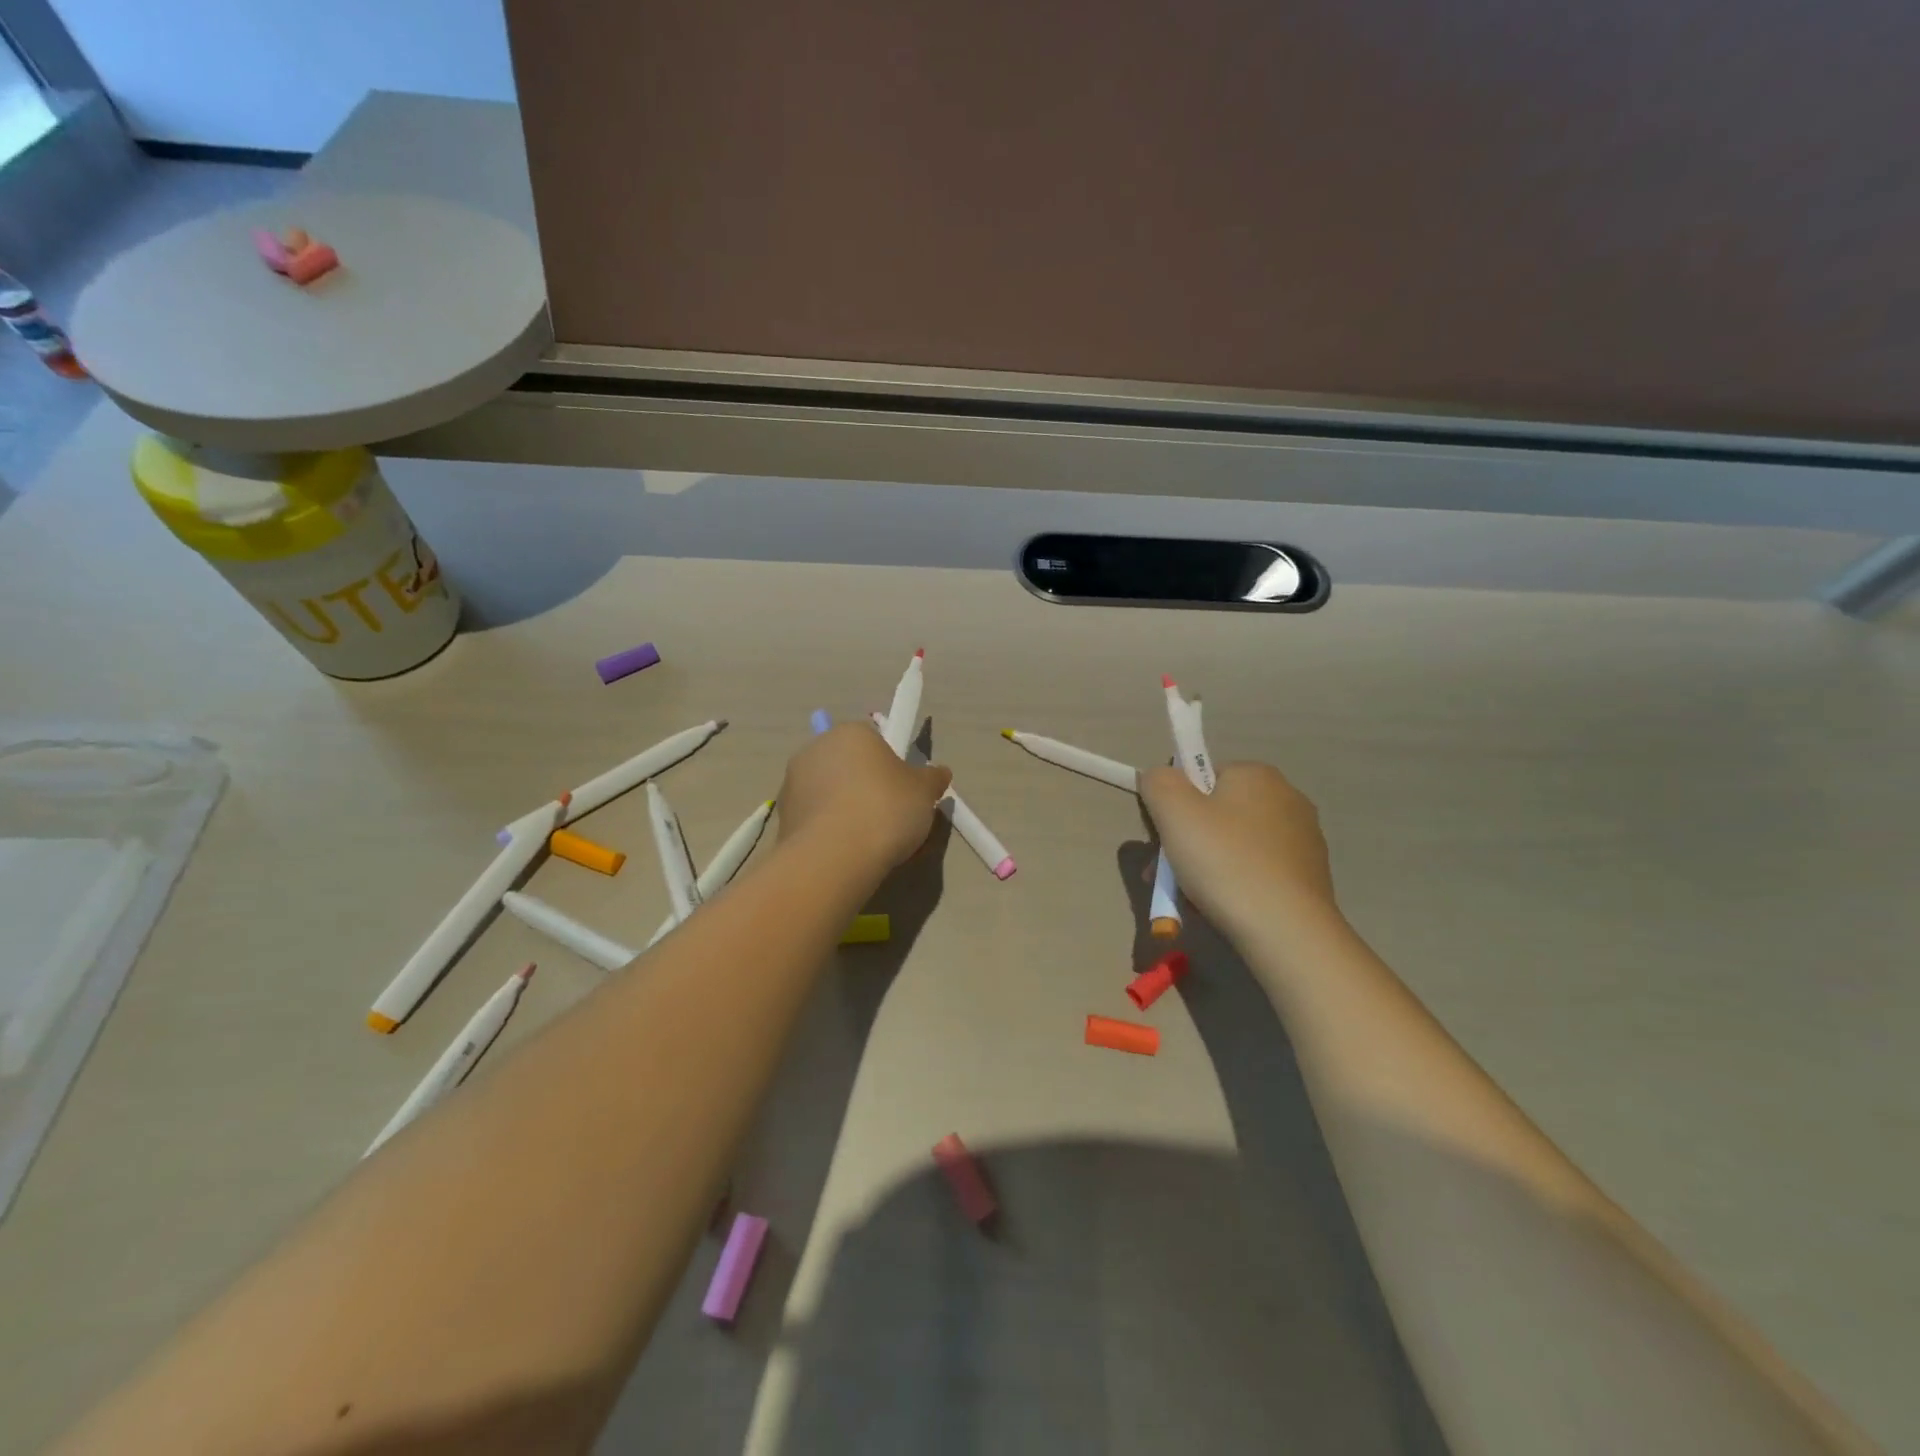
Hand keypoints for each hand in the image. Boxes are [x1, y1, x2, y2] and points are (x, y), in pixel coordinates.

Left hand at [777, 723, 952, 875]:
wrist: (835, 857)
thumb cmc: (885, 809)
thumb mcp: (924, 792)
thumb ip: (933, 778)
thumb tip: (939, 773)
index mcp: (850, 733)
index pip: (875, 740)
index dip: (892, 766)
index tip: (904, 793)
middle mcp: (815, 749)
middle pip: (850, 766)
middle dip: (868, 789)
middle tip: (893, 819)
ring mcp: (793, 783)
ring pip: (831, 795)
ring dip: (848, 811)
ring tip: (872, 843)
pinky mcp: (782, 817)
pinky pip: (816, 820)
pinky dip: (831, 832)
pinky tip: (849, 854)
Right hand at [1139, 762, 1338, 931]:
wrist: (1286, 931)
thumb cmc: (1224, 862)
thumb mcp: (1174, 812)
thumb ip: (1158, 782)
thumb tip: (1159, 777)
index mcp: (1257, 774)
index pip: (1201, 776)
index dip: (1174, 805)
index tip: (1163, 839)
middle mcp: (1286, 797)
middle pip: (1216, 812)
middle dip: (1186, 842)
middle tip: (1166, 876)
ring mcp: (1303, 838)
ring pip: (1234, 844)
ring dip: (1206, 865)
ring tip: (1190, 898)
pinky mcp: (1310, 874)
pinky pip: (1257, 870)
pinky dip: (1235, 883)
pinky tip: (1224, 907)